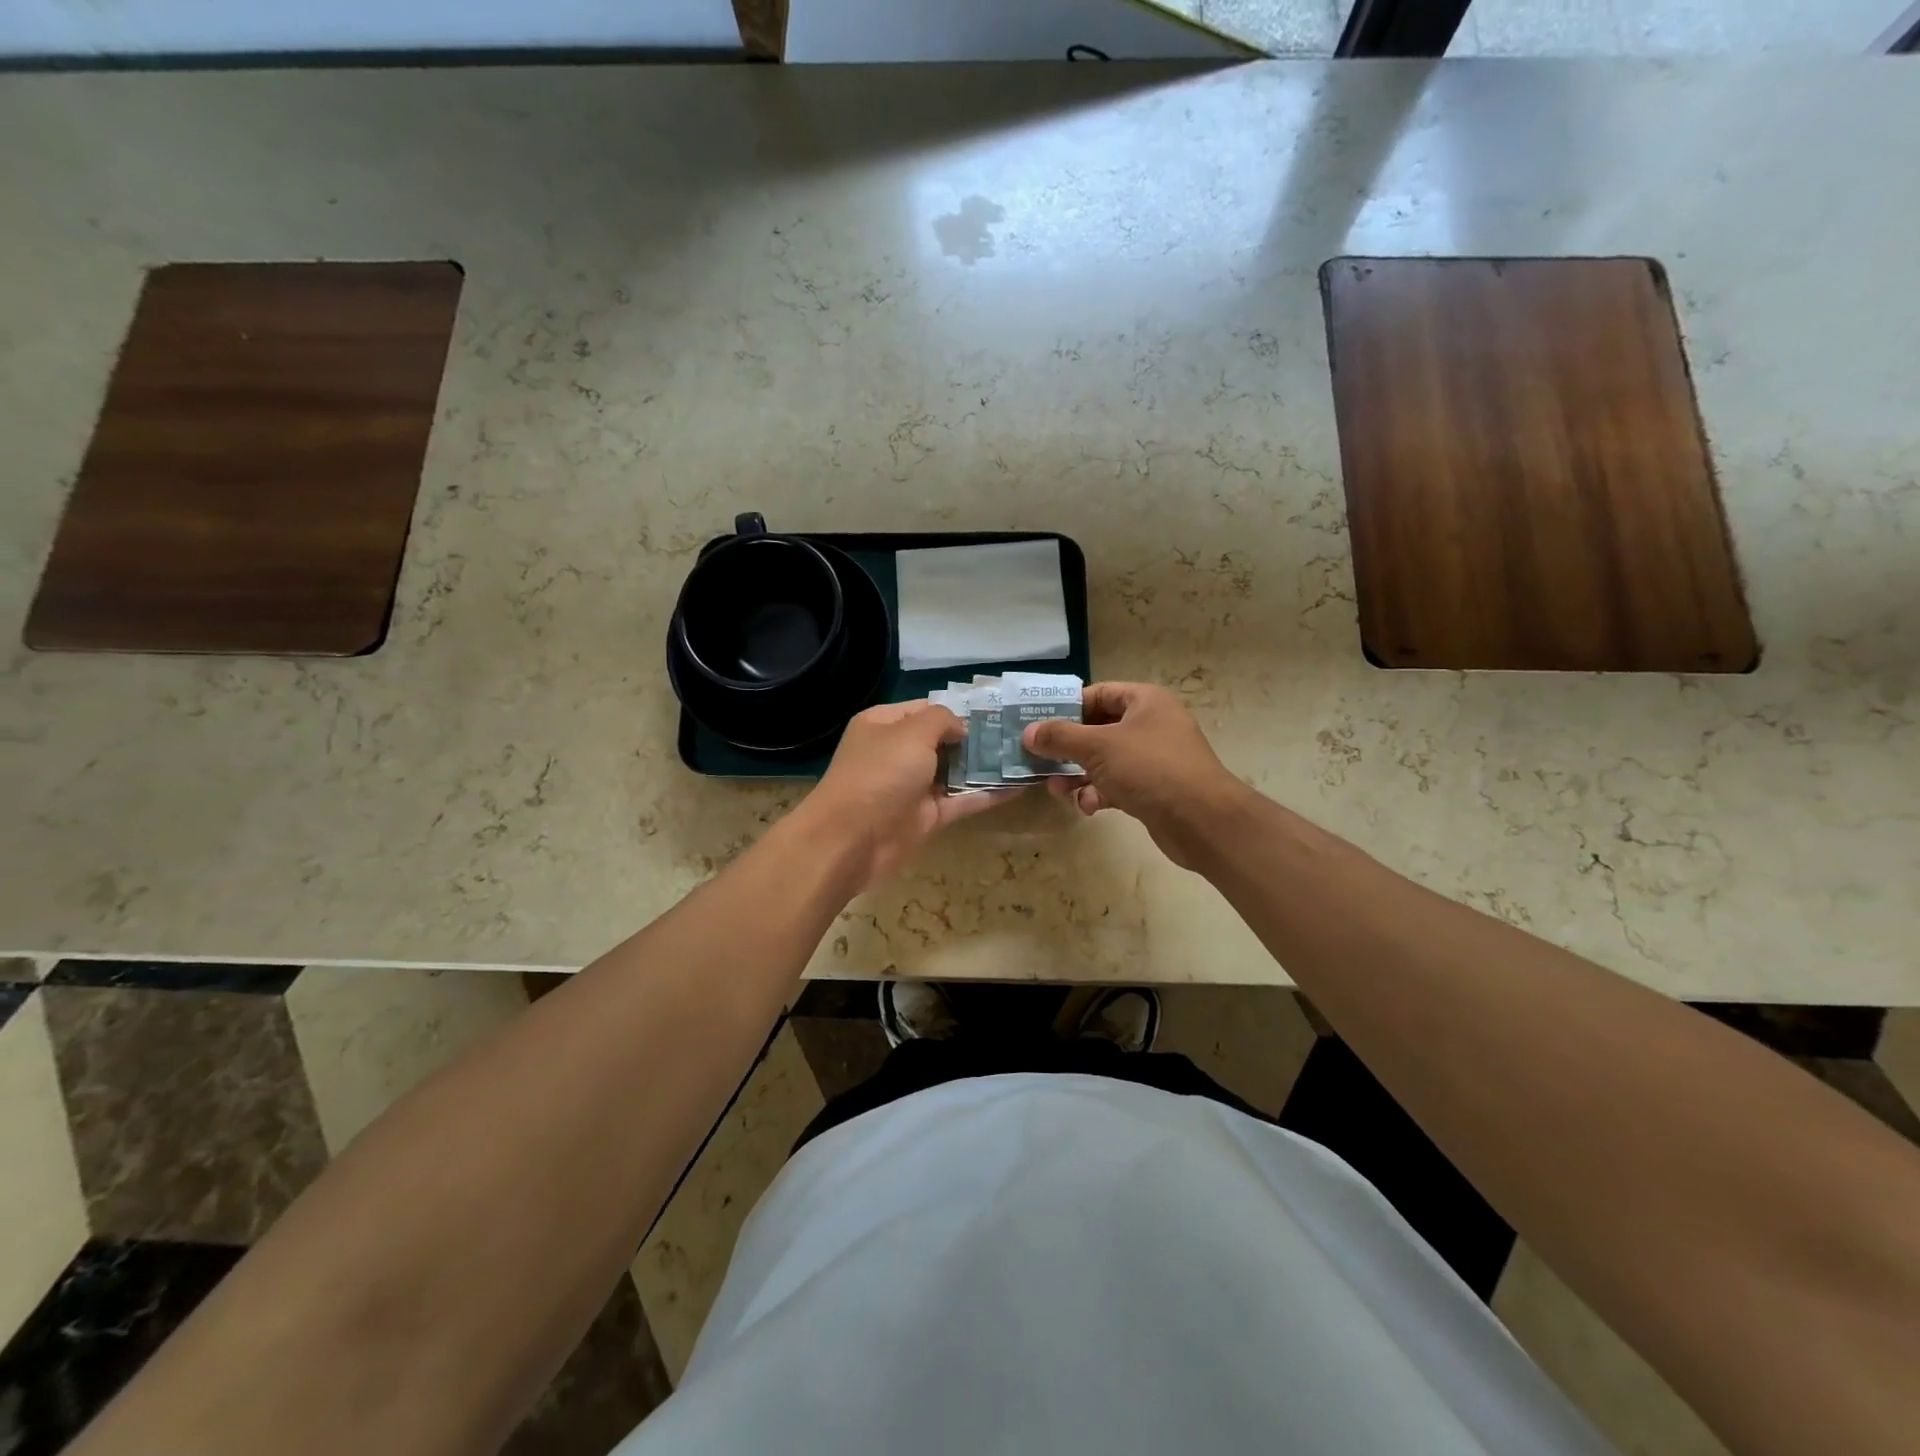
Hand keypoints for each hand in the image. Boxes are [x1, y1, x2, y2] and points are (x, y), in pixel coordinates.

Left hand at [798, 701, 1018, 890]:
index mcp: (885, 725)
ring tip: (1026, 756)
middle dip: (977, 738)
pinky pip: (962, 801)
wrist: (851, 840)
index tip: (995, 712)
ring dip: (986, 766)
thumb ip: (941, 720)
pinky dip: (987, 795)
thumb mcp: (910, 733)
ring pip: (956, 772)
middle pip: (944, 741)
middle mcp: (898, 752)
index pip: (926, 709)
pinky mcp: (927, 817)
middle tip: (1019, 734)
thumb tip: (961, 728)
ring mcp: (913, 786)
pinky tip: (1019, 787)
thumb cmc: (879, 774)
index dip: (958, 709)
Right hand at [1023, 682, 1248, 870]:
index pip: (1098, 694)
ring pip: (1103, 761)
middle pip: (1097, 730)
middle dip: (1067, 749)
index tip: (1038, 724)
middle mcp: (1150, 725)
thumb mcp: (1098, 747)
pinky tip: (1089, 807)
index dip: (1067, 707)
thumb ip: (1060, 737)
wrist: (1201, 820)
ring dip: (1078, 776)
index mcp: (1144, 701)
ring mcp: (1153, 759)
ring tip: (1058, 790)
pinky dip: (1099, 794)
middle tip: (1039, 761)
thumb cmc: (1150, 768)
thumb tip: (1029, 732)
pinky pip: (1116, 785)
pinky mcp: (1153, 789)